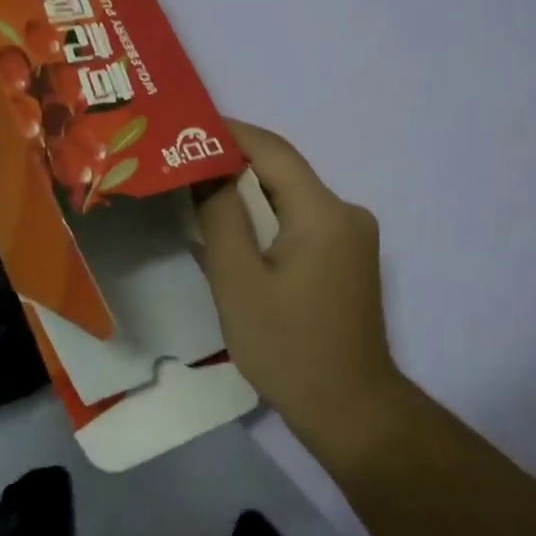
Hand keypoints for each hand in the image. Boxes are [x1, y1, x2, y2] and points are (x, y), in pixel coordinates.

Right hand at [196, 122, 403, 431]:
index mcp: (324, 212)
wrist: (349, 408)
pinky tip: (236, 233)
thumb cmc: (288, 347)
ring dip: (250, 196)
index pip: (273, 151)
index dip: (229, 133)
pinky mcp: (350, 260)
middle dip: (233, 165)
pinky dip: (269, 221)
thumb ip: (221, 217)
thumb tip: (207, 171)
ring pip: (293, 200)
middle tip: (181, 164)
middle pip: (284, 173)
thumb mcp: (239, 281)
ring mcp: (354, 237)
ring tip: (198, 196)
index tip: (185, 127)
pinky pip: (303, 224)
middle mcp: (347, 213)